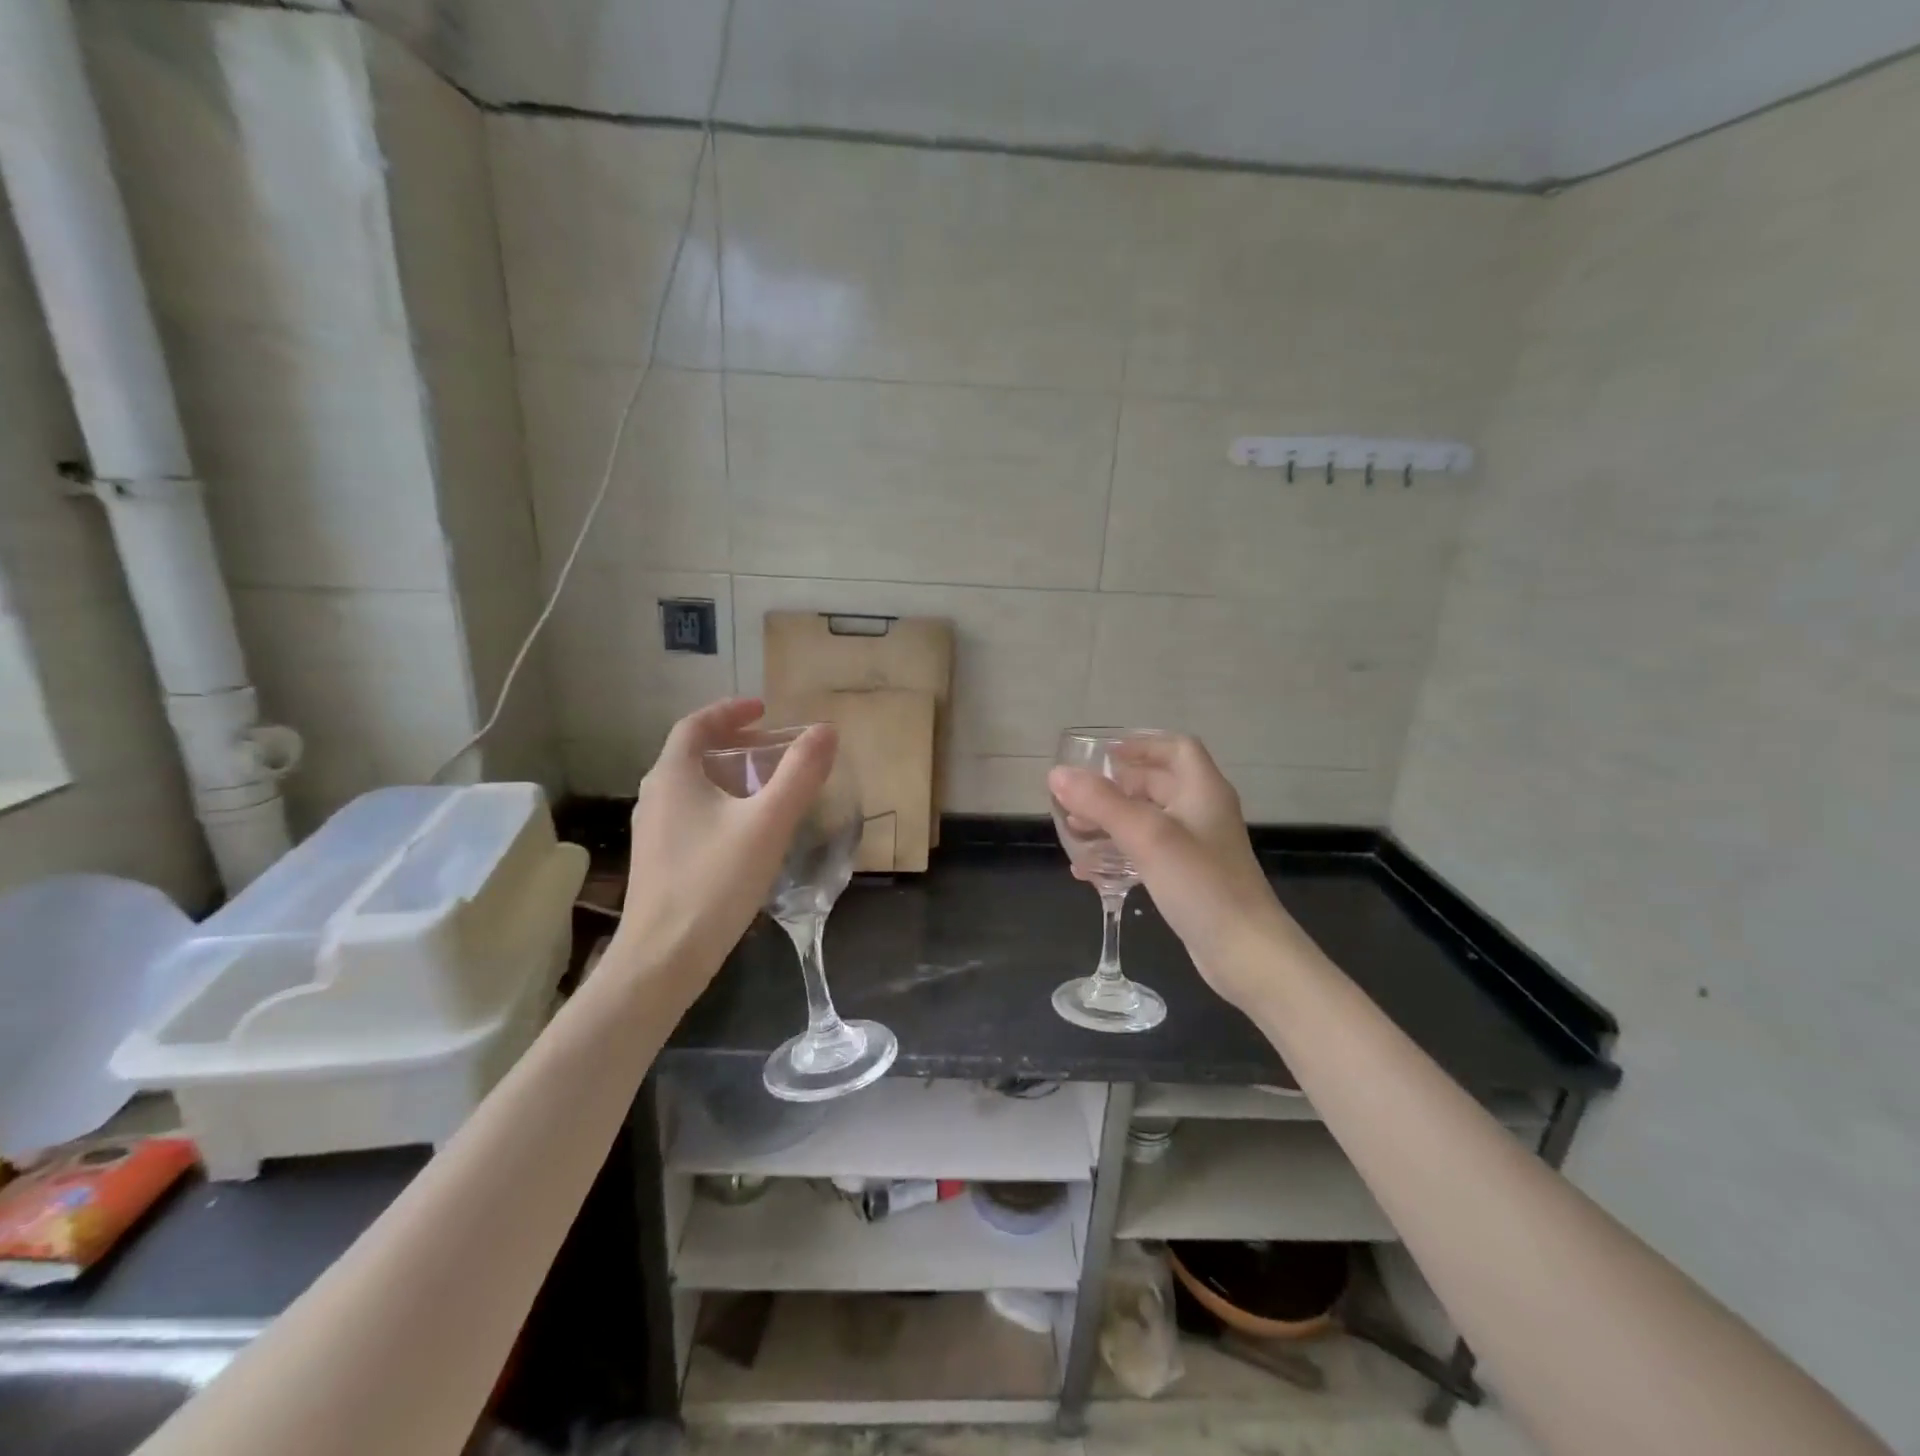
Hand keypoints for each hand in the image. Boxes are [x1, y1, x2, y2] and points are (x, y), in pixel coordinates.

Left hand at [613, 698, 835, 996]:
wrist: (663, 960)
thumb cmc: (714, 883)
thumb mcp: (767, 824)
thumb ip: (799, 774)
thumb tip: (826, 731)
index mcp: (673, 776)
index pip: (696, 725)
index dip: (730, 711)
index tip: (765, 709)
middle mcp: (655, 796)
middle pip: (694, 754)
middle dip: (736, 743)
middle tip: (776, 748)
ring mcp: (653, 831)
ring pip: (693, 787)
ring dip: (729, 775)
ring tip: (768, 785)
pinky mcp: (660, 861)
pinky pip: (692, 814)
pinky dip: (722, 804)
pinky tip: (748, 831)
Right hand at [1048, 734, 1295, 1012]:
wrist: (1245, 952)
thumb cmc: (1200, 883)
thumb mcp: (1146, 836)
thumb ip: (1101, 802)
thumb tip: (1058, 773)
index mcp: (1202, 790)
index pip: (1176, 748)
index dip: (1142, 744)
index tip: (1105, 755)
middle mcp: (1202, 813)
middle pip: (1157, 784)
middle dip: (1116, 787)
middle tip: (1077, 797)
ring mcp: (1198, 848)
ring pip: (1149, 821)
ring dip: (1112, 821)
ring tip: (1074, 832)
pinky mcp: (1190, 879)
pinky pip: (1148, 854)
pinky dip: (1120, 854)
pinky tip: (1090, 872)